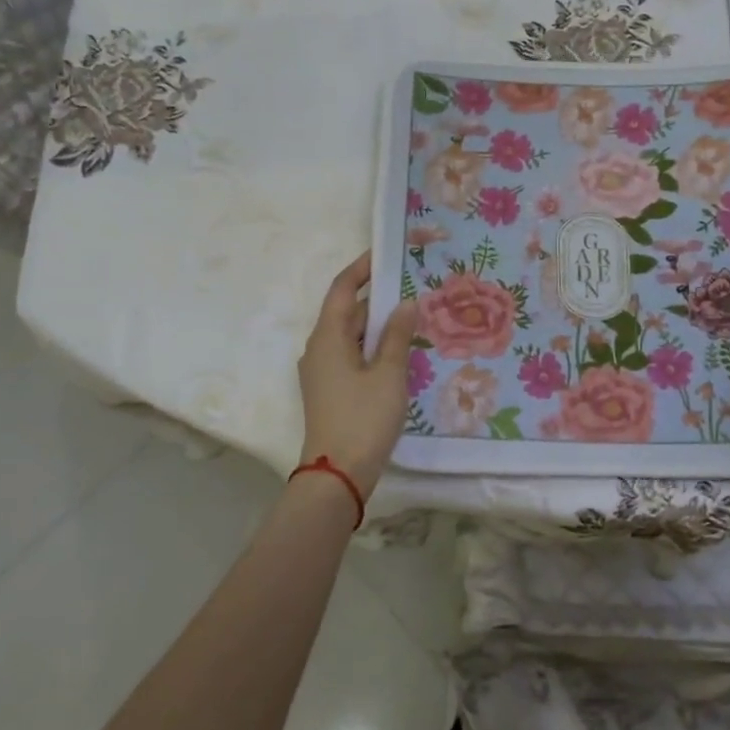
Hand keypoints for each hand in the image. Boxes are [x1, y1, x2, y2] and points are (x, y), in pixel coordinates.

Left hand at [298, 251, 419, 497]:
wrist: (337, 475)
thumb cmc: (363, 418)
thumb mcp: (388, 374)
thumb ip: (397, 335)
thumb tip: (405, 303)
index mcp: (327, 337)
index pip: (342, 289)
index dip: (361, 269)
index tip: (385, 254)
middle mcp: (318, 349)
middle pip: (345, 311)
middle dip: (375, 297)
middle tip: (411, 286)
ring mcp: (322, 371)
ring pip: (350, 335)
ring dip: (376, 324)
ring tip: (411, 315)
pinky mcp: (330, 390)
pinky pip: (351, 355)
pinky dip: (372, 346)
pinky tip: (398, 351)